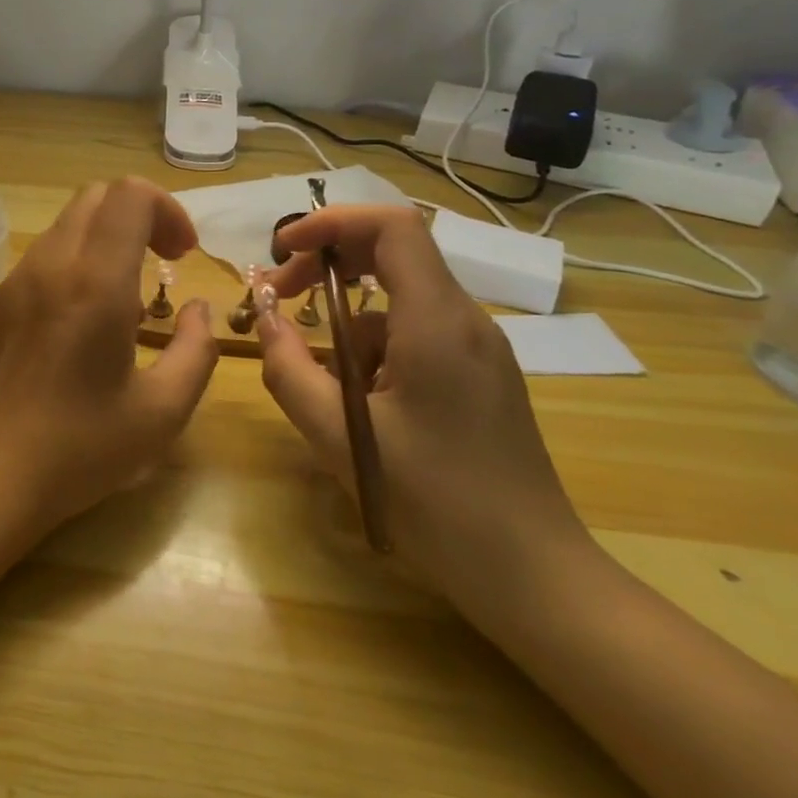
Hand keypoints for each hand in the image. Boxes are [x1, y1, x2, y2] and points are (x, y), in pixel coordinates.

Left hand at [0, 178, 220, 532]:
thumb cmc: (80, 448)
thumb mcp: (162, 412)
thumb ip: (195, 350)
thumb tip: (195, 310)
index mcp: (94, 282)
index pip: (129, 194)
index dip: (166, 209)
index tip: (180, 255)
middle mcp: (47, 267)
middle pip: (94, 198)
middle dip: (137, 216)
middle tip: (159, 263)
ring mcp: (8, 284)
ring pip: (62, 230)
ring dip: (100, 245)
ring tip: (117, 305)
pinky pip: (34, 266)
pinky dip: (66, 272)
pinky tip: (69, 331)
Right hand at [258, 206, 592, 614]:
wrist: (533, 575)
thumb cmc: (434, 504)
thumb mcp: (340, 437)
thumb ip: (289, 369)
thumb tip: (264, 318)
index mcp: (437, 322)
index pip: (391, 226)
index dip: (330, 222)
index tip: (282, 251)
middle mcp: (465, 320)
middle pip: (394, 250)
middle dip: (328, 261)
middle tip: (282, 298)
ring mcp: (478, 347)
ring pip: (400, 296)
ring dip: (346, 313)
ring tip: (316, 371)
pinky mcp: (480, 373)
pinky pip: (415, 330)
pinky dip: (372, 344)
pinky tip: (356, 398)